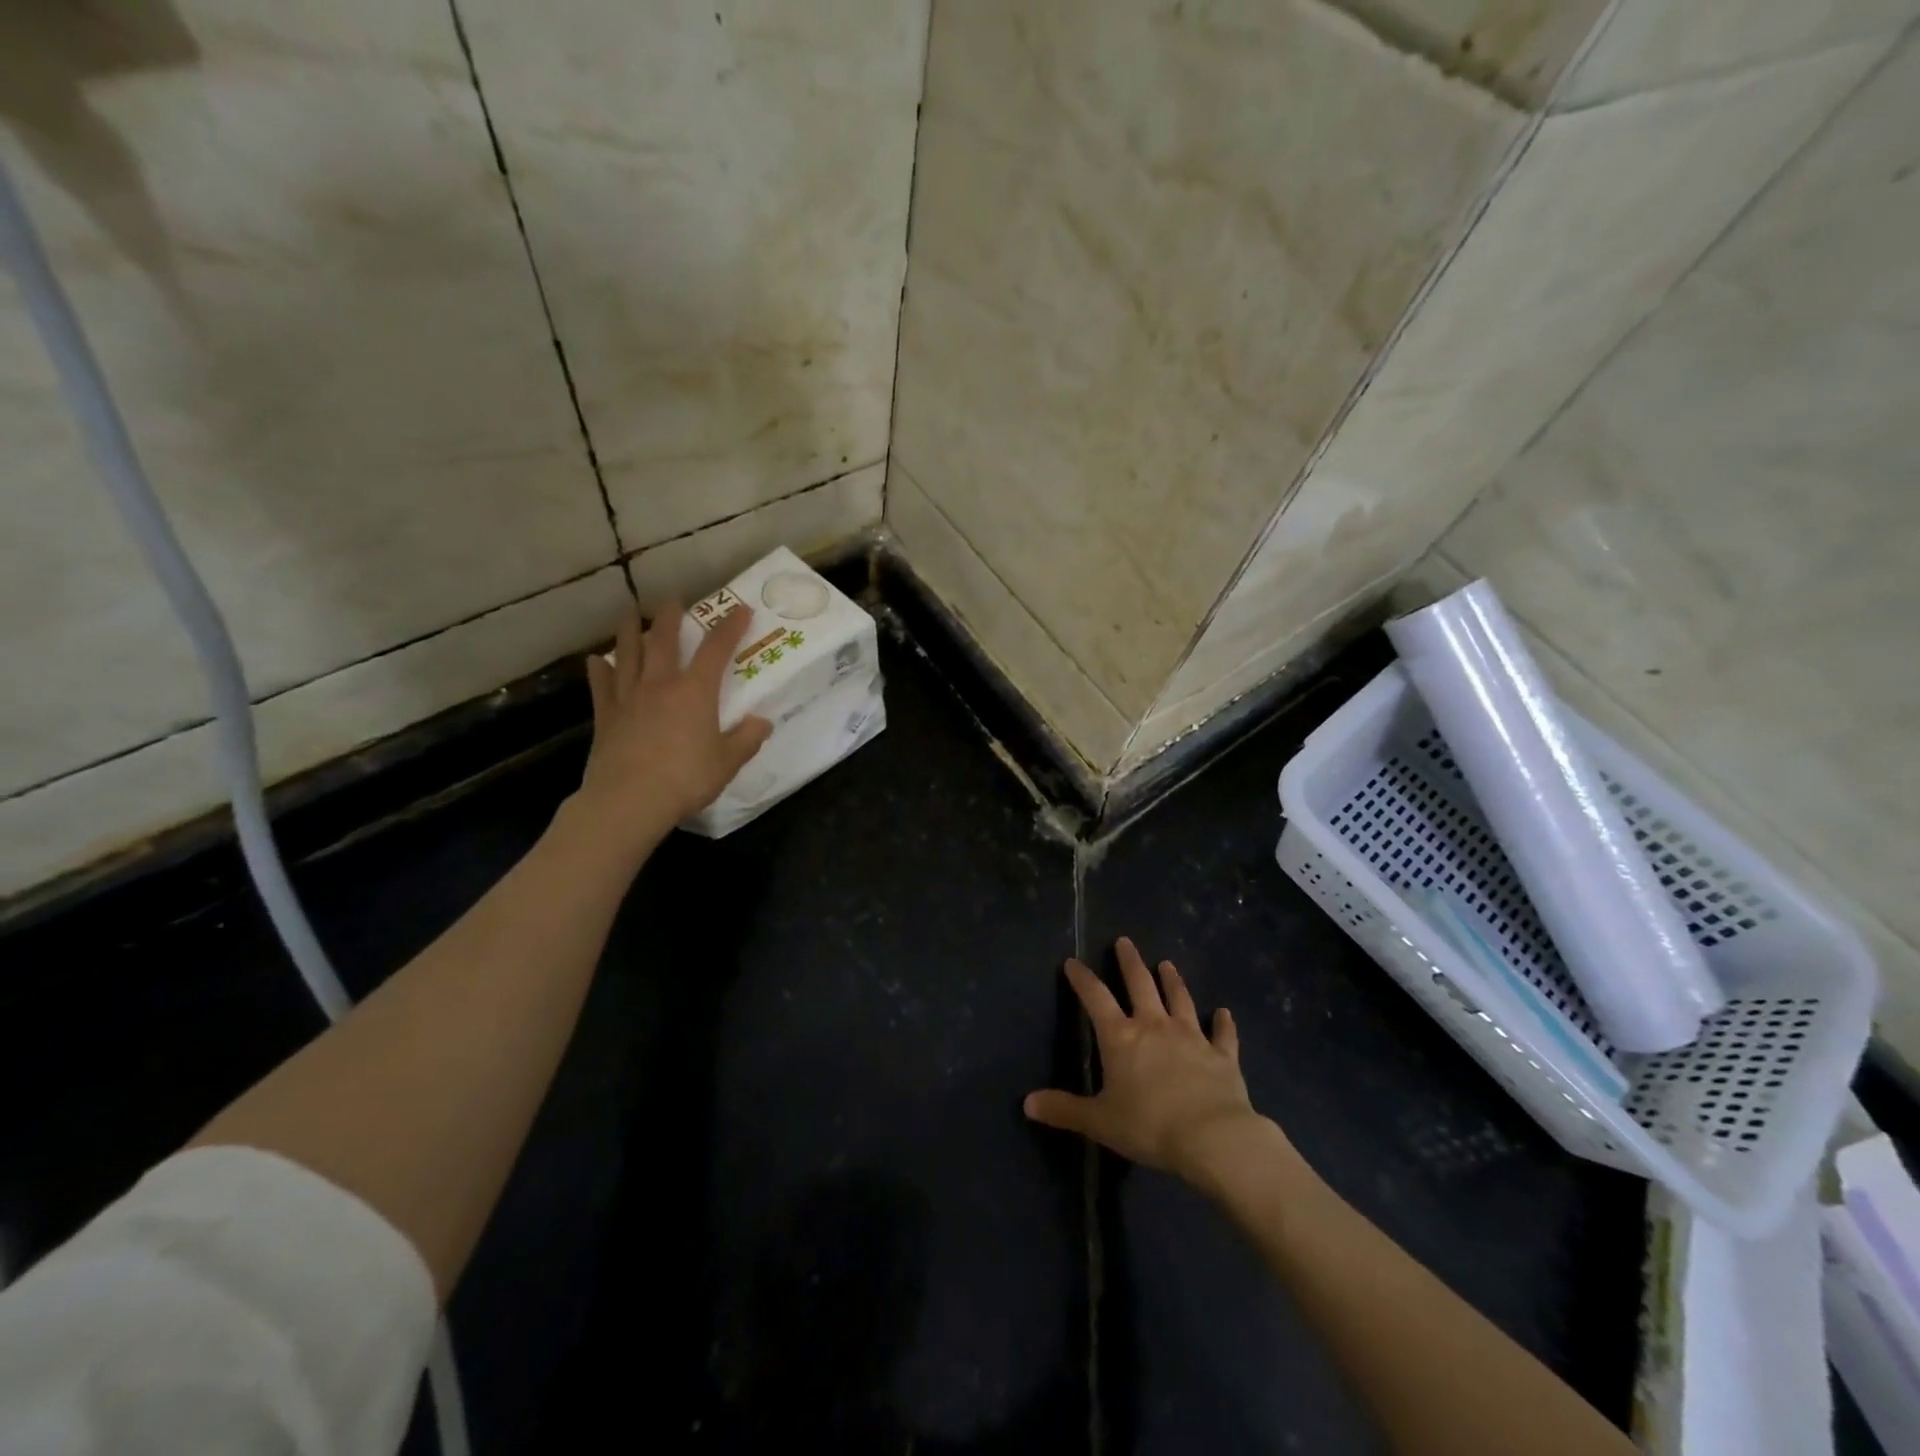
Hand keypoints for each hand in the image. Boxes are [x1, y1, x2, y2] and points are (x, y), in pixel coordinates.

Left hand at [575, 604, 771, 844]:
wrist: (630, 800)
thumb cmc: (686, 779)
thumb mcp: (727, 762)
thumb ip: (746, 739)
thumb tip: (762, 722)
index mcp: (695, 691)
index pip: (717, 650)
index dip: (731, 627)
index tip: (742, 609)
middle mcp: (660, 684)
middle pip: (665, 641)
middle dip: (671, 617)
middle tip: (673, 600)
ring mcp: (628, 698)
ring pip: (629, 655)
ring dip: (631, 631)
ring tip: (631, 613)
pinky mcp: (606, 717)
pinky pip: (601, 686)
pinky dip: (599, 670)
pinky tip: (597, 660)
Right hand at [1025, 937, 1288, 1189]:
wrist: (1212, 1138)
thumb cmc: (1149, 1126)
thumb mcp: (1099, 1121)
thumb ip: (1064, 1109)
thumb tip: (1027, 1103)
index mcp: (1121, 1038)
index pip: (1096, 998)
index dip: (1082, 979)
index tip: (1073, 962)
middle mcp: (1154, 1026)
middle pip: (1140, 985)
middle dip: (1130, 962)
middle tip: (1125, 941)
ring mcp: (1191, 1037)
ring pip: (1180, 999)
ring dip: (1173, 981)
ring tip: (1167, 963)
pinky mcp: (1221, 1055)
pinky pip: (1222, 1034)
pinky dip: (1223, 1023)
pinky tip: (1224, 1012)